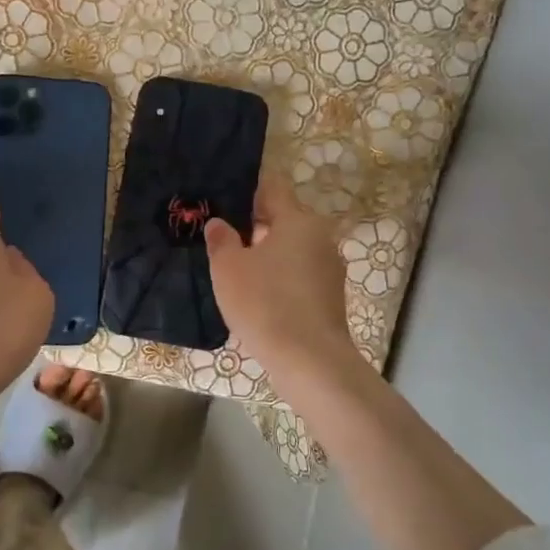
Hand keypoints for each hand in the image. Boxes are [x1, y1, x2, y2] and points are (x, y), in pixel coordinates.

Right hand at [206, 175, 357, 377]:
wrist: (309, 361)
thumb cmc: (265, 303)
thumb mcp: (228, 268)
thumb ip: (221, 239)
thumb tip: (219, 223)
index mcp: (298, 220)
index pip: (273, 187)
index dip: (247, 188)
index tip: (224, 196)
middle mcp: (320, 237)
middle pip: (283, 218)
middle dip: (254, 224)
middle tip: (222, 235)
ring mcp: (329, 268)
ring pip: (291, 248)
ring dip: (267, 252)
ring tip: (235, 267)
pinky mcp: (330, 296)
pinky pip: (298, 273)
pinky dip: (279, 276)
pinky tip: (257, 294)